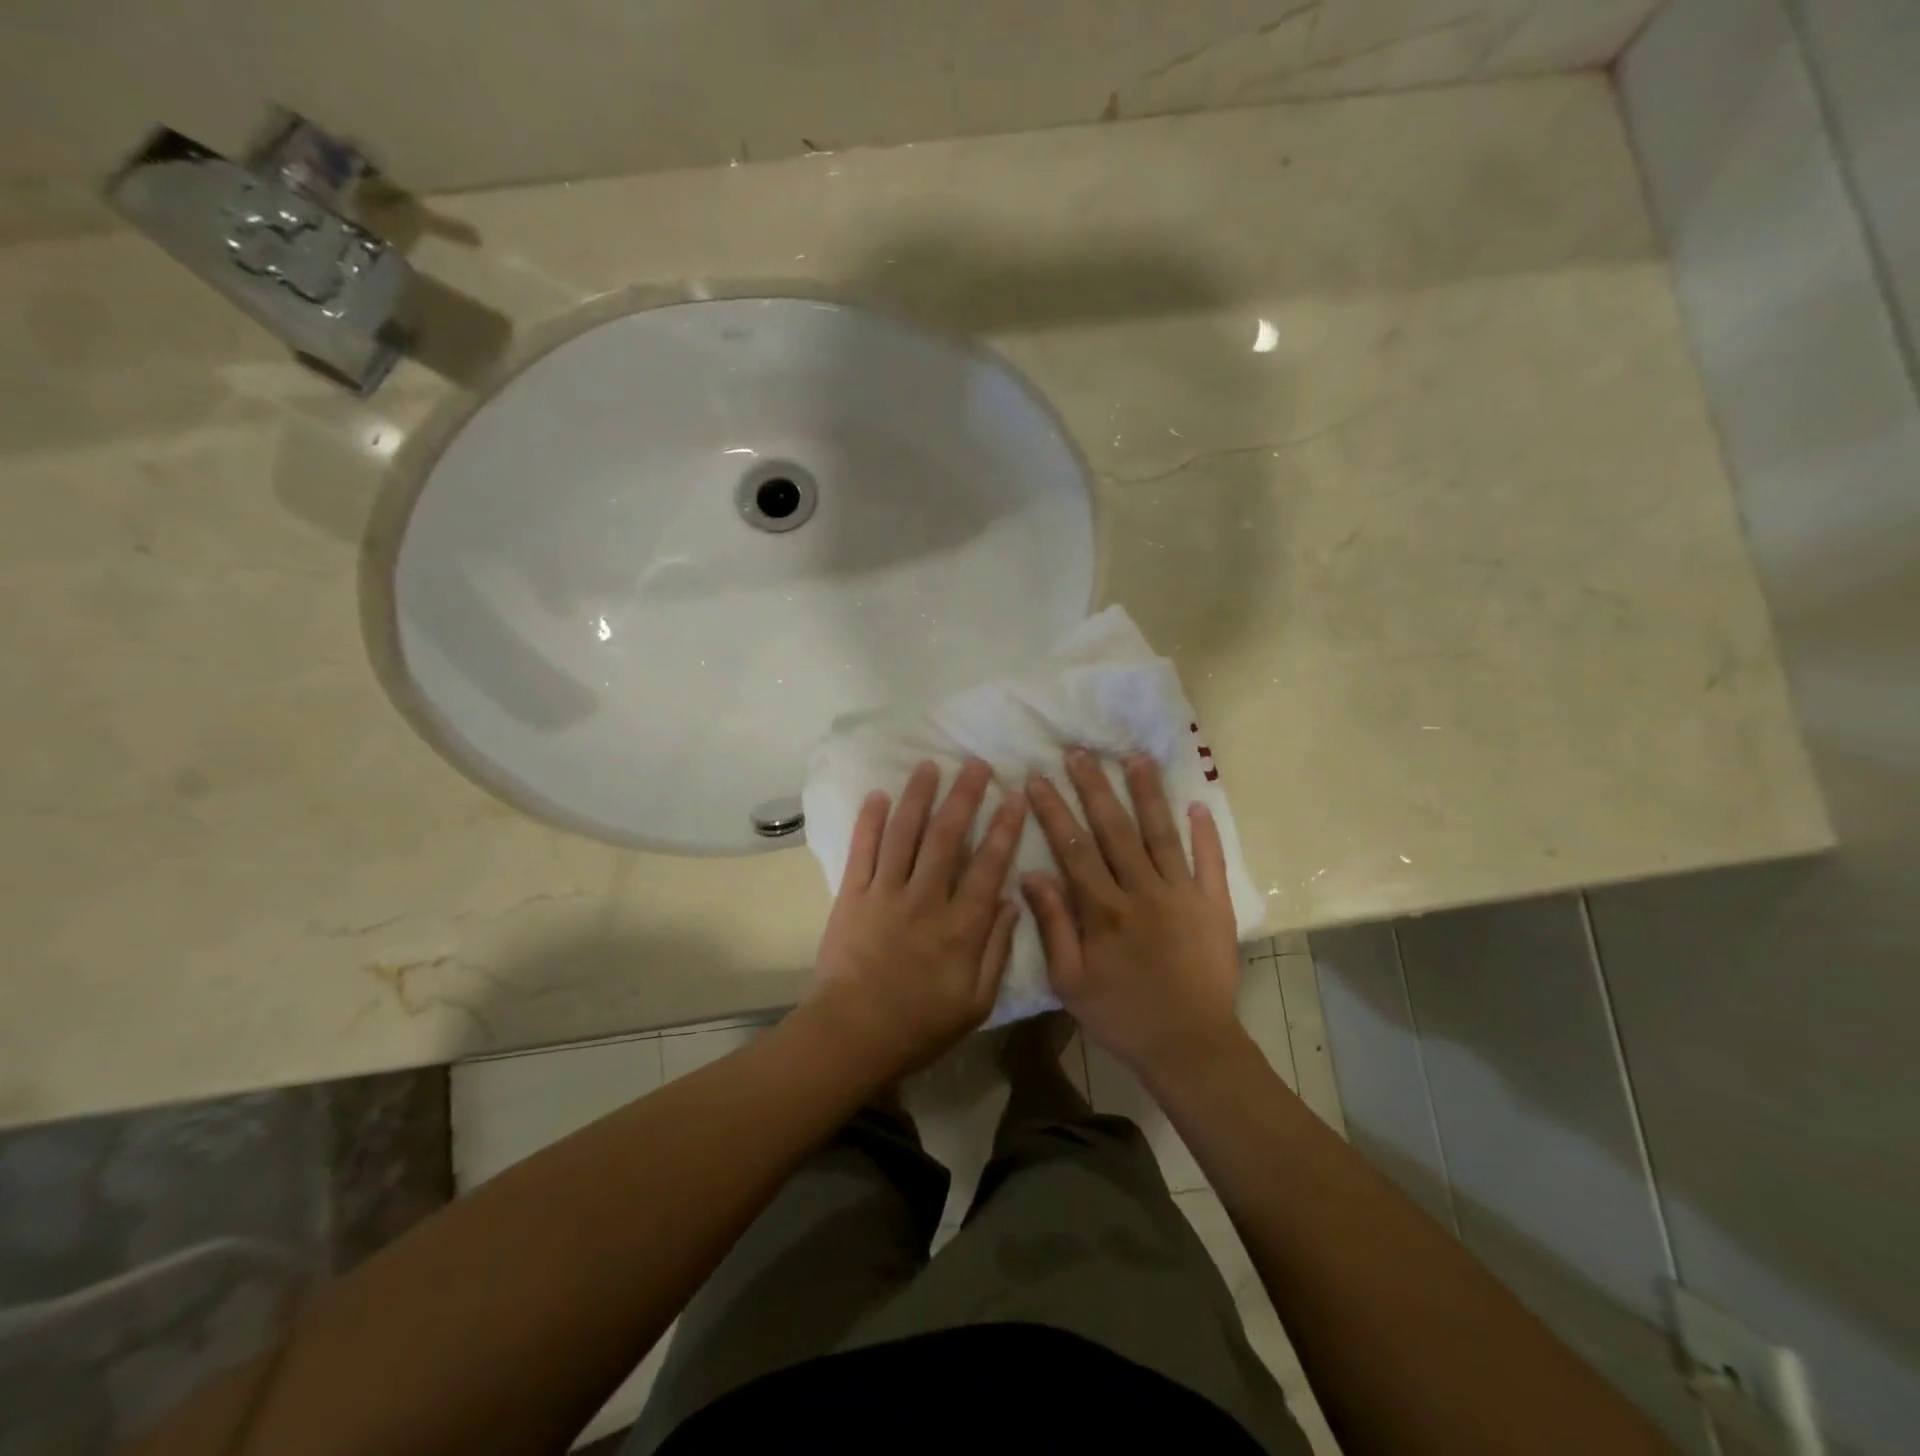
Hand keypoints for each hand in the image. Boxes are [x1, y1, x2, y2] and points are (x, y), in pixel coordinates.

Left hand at [803, 759, 1027, 1085]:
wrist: (852, 1035)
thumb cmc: (920, 1025)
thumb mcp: (975, 1002)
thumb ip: (996, 950)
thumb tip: (1012, 902)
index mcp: (959, 927)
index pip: (988, 866)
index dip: (1004, 828)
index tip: (1014, 796)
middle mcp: (924, 900)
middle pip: (947, 838)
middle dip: (963, 797)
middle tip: (975, 765)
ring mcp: (884, 894)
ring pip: (904, 835)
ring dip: (917, 797)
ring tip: (929, 766)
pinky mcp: (852, 896)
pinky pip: (861, 852)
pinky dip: (868, 821)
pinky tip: (877, 795)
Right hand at [1023, 749, 1242, 1082]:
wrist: (1188, 1045)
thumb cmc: (1121, 1015)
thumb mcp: (1069, 981)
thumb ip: (1052, 925)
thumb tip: (1031, 874)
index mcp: (1104, 909)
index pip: (1073, 848)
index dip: (1054, 811)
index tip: (1037, 779)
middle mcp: (1142, 891)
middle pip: (1115, 829)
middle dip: (1095, 787)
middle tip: (1080, 752)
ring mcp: (1182, 894)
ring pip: (1161, 834)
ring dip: (1148, 794)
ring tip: (1136, 757)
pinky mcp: (1214, 906)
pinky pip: (1210, 863)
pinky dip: (1206, 833)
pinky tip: (1199, 803)